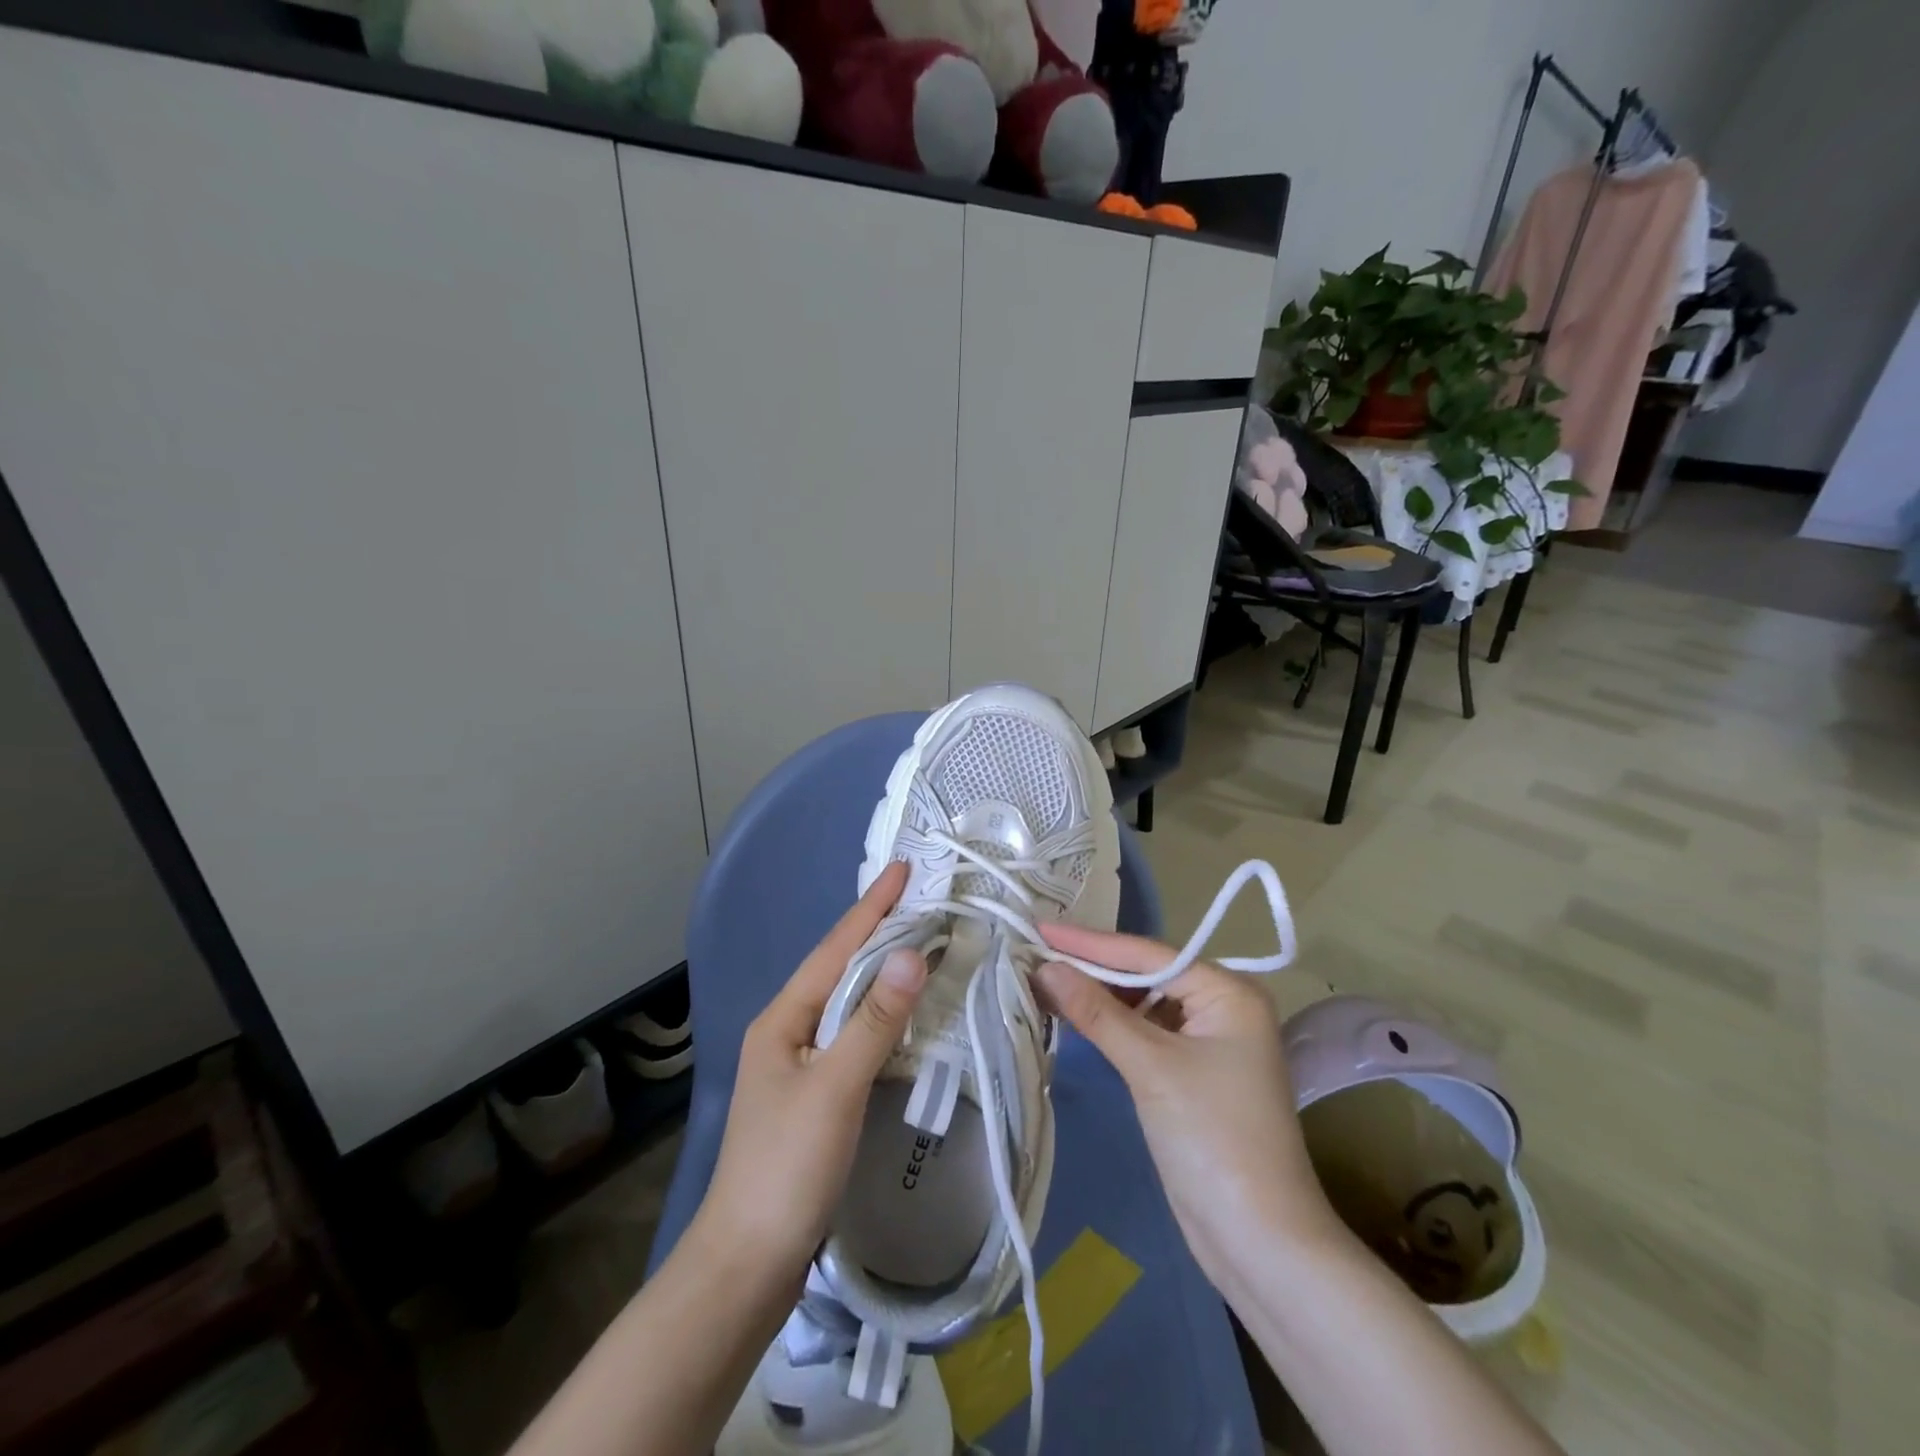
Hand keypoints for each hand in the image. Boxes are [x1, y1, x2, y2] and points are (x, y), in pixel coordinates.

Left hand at [694, 862, 928, 1289]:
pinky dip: (882, 1012)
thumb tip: (912, 954)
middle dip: (879, 930)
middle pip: (840, 967)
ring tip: (920, 939)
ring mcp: (799, 1062)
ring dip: (882, 968)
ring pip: (848, 1000)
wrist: (748, 1261)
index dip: (873, 907)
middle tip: (923, 898)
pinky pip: (854, 1033)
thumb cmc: (787, 1167)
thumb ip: (874, 1020)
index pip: (837, 948)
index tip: (905, 868)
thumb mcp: (835, 1088)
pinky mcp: (815, 1093)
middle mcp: (788, 1029)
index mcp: (784, 1017)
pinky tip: (905, 1010)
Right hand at [1035, 925, 1339, 1289]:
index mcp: (1228, 992)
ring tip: (1044, 980)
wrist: (1258, 1241)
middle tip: (1035, 953)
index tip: (1040, 929)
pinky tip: (1075, 1016)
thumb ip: (1096, 1012)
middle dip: (1091, 968)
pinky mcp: (1192, 1072)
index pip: (1147, 955)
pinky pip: (1144, 1032)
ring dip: (1097, 997)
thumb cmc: (1212, 1138)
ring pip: (1142, 1004)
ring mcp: (1208, 1041)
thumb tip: (1045, 967)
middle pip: (1145, 975)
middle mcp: (1223, 1006)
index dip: (1089, 943)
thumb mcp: (1150, 1067)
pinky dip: (1111, 1025)